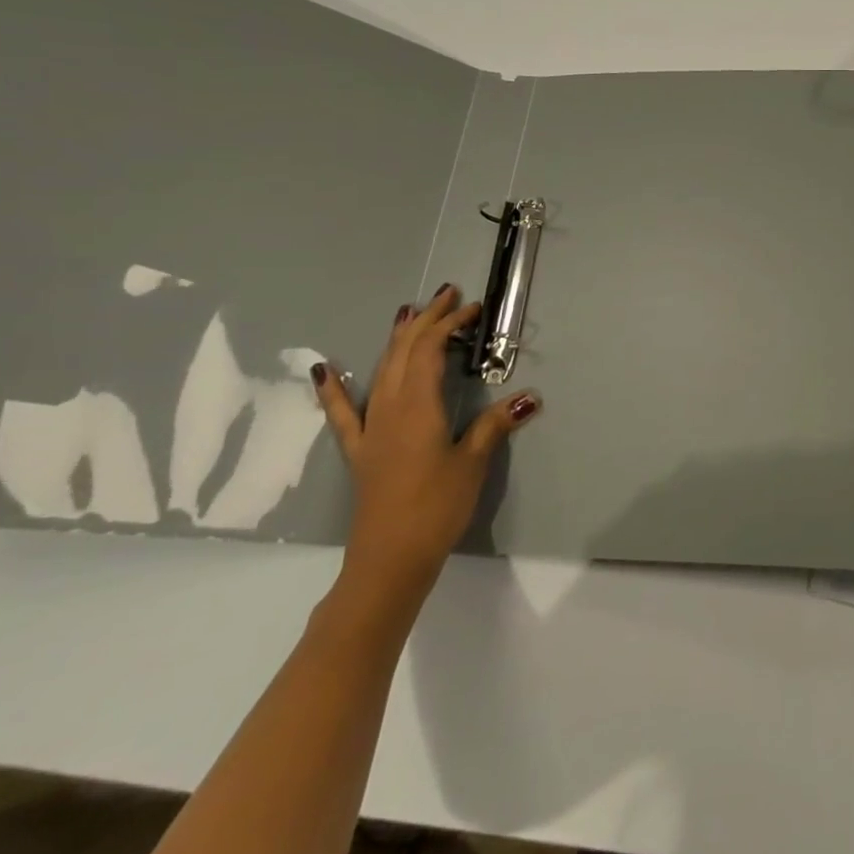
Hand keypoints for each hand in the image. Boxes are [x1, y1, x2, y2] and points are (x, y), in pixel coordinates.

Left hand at [312, 285, 540, 599]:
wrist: (390, 557)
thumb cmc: (437, 506)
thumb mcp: (473, 462)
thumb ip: (495, 424)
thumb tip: (529, 396)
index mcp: (419, 407)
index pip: (430, 351)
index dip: (449, 325)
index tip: (472, 308)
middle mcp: (390, 408)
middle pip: (403, 352)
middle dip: (425, 321)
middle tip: (447, 296)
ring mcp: (371, 428)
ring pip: (380, 371)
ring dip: (396, 340)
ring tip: (408, 314)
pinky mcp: (361, 449)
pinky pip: (344, 412)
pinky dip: (334, 388)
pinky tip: (324, 370)